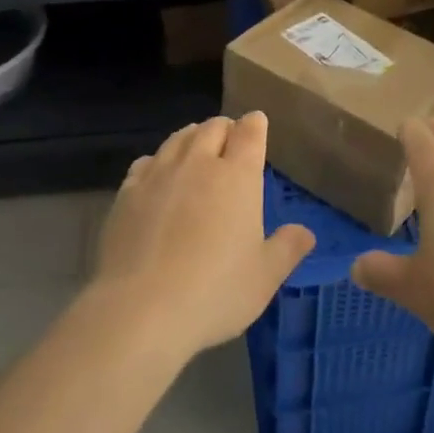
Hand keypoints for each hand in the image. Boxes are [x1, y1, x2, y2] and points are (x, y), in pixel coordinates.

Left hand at [90, 113, 314, 358]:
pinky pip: (147, 161)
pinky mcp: (127, 192)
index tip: (257, 124)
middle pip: (212, 127)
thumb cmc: (215, 291)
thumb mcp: (264, 277)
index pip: (250, 132)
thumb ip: (287, 248)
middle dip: (225, 127)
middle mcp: (198, 163)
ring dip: (192, 137)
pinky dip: (159, 160)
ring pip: (178, 138)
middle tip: (230, 138)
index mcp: (237, 176)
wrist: (140, 309)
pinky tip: (158, 174)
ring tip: (197, 147)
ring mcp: (159, 175)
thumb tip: (306, 232)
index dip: (255, 124)